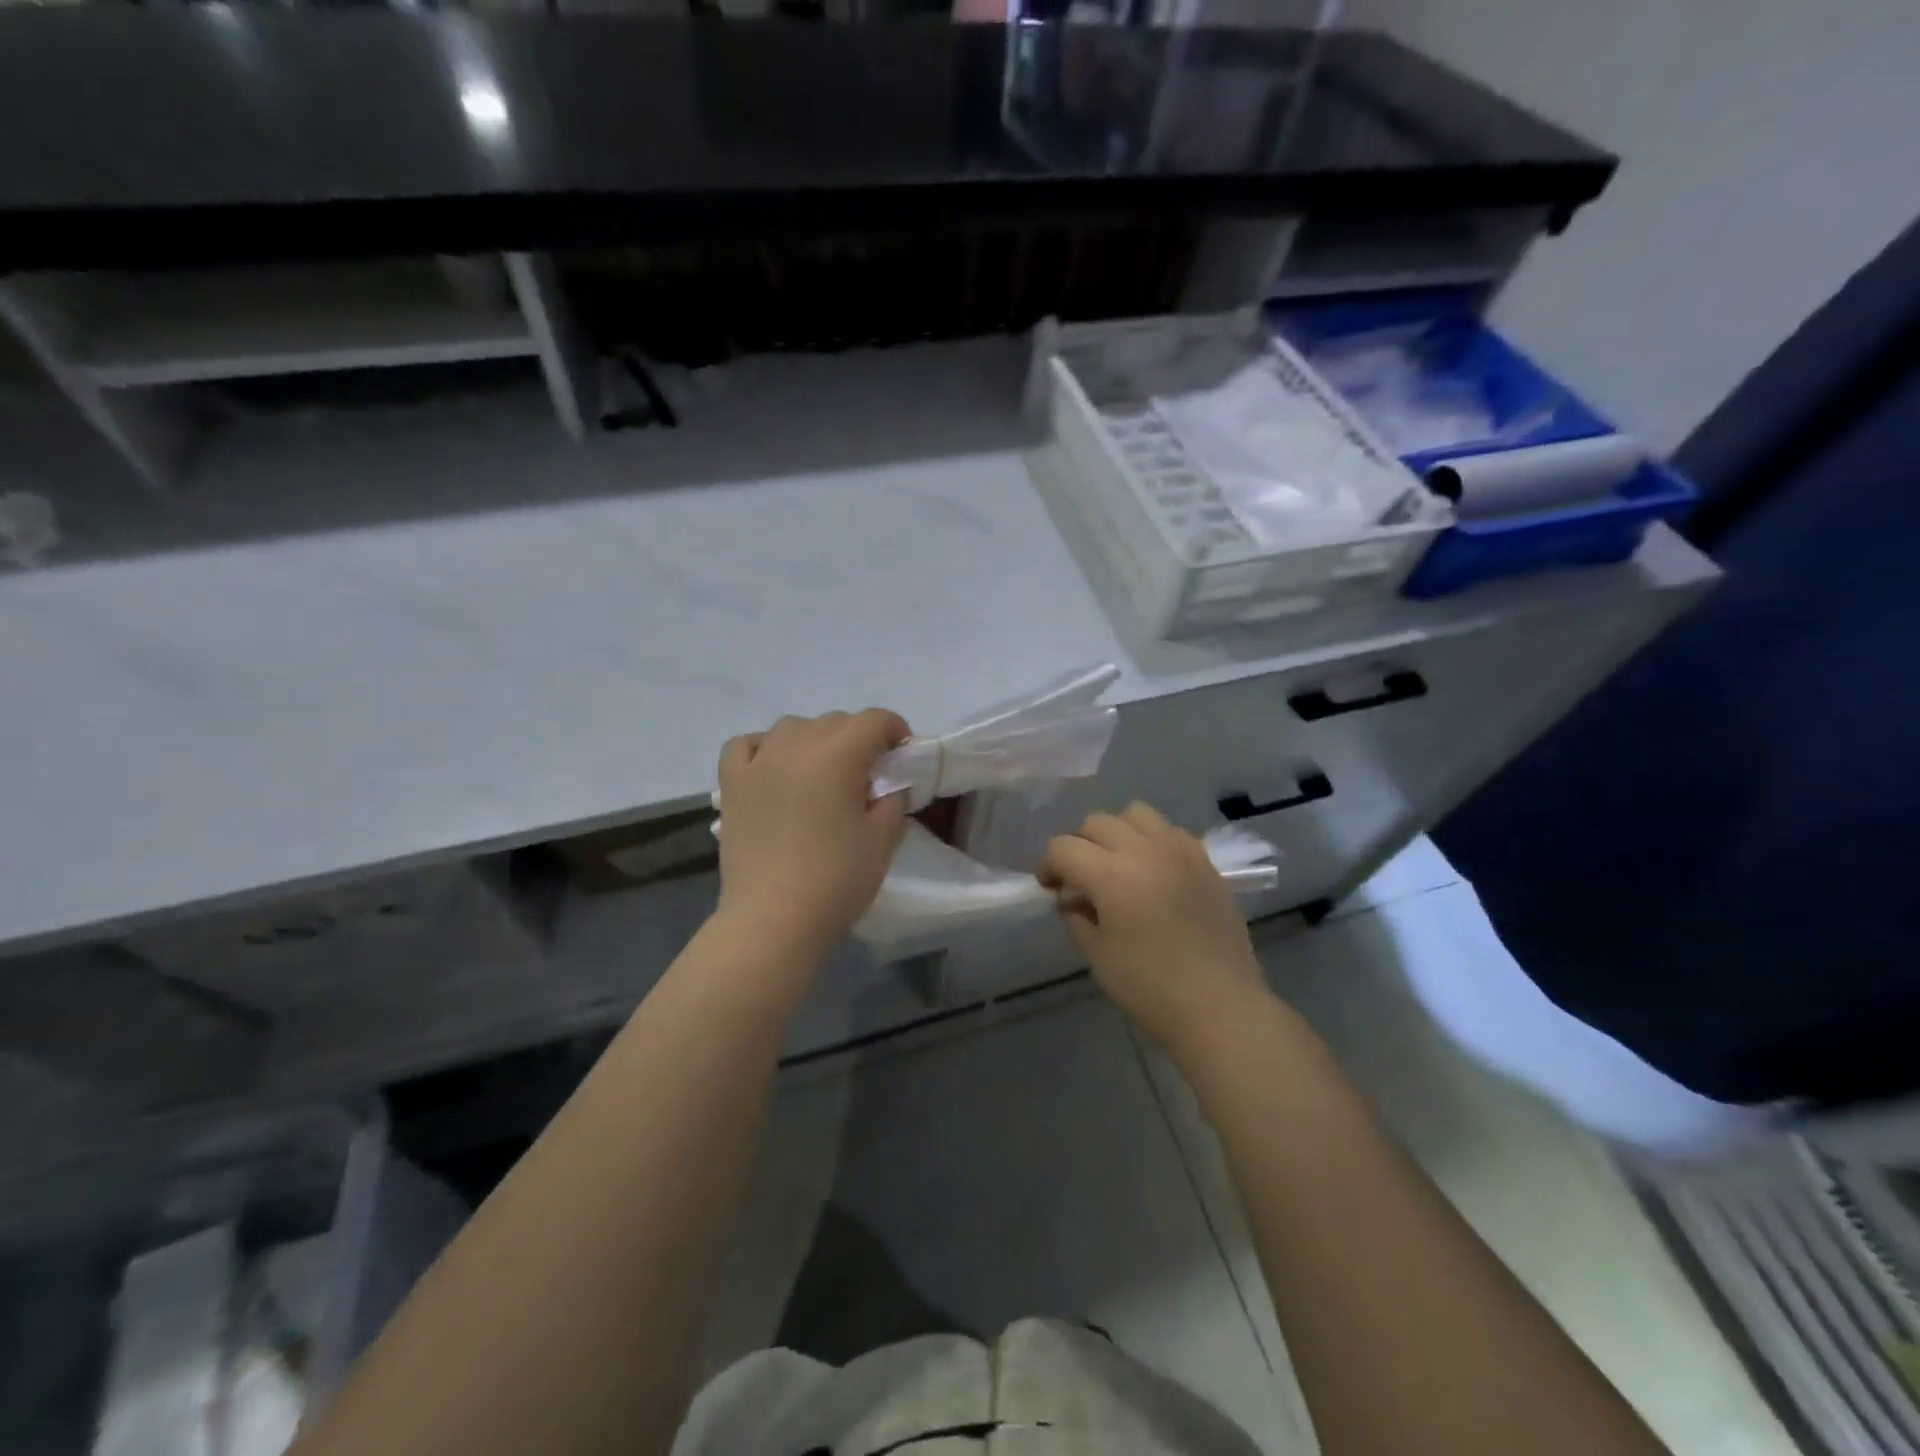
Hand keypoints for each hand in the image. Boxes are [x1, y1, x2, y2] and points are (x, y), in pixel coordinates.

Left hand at [714, 708, 911, 961]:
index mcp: (838, 755)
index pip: (874, 720)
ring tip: (821, 774)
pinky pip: (746, 746)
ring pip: (792, 728)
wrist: (773, 920)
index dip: (895, 730)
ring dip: (814, 741)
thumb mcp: (884, 839)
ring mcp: (758, 762)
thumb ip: (894, 799)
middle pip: (835, 722)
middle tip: (867, 776)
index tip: (902, 755)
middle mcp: (796, 745)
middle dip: (858, 739)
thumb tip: (890, 783)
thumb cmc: (836, 880)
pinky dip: (764, 748)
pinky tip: (774, 768)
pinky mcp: (732, 785)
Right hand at [1039, 802, 1267, 1054]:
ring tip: (1119, 863)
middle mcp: (1144, 850)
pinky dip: (1153, 840)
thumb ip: (1077, 917)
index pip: (1063, 847)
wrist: (1220, 1006)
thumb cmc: (1150, 987)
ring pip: (1136, 814)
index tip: (1050, 887)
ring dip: (1118, 832)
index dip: (1048, 865)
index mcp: (1110, 874)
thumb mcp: (1098, 956)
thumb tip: (1072, 898)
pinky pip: (1170, 831)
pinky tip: (1155, 871)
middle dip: (1079, 845)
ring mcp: (1179, 850)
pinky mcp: (1205, 861)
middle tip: (1080, 877)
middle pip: (1097, 822)